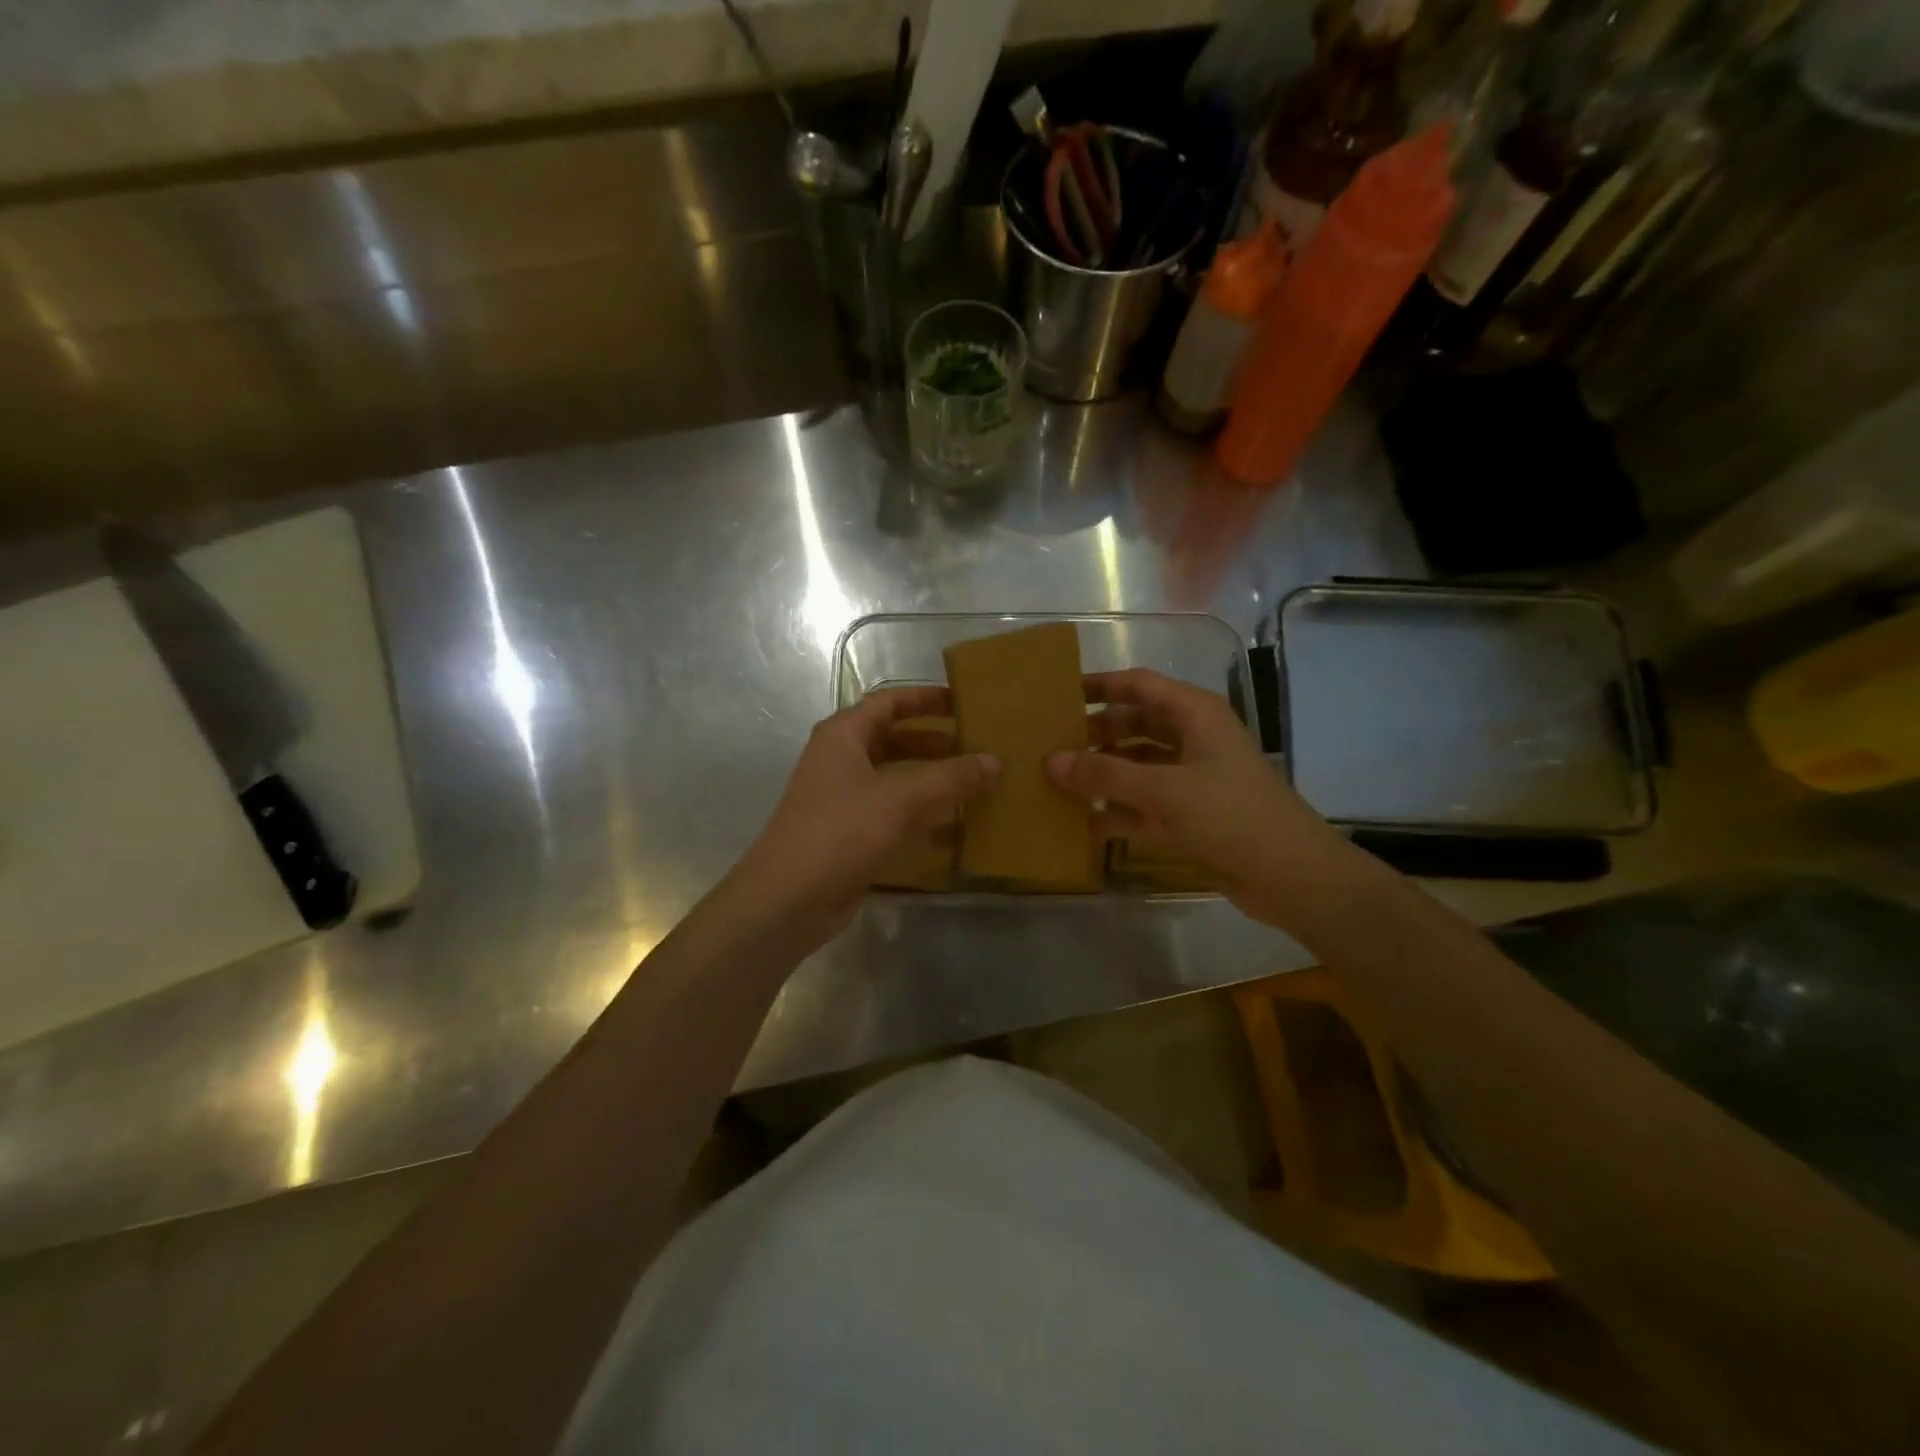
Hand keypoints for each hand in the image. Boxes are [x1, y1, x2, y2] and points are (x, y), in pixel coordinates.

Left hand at [729, 687, 997, 945]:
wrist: (789, 897)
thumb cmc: (844, 831)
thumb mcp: (903, 798)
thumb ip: (951, 777)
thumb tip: (994, 760)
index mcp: (844, 735)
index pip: (889, 702)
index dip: (926, 699)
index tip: (963, 703)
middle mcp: (840, 760)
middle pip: (893, 739)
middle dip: (933, 742)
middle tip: (974, 747)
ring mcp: (842, 799)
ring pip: (893, 779)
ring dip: (930, 781)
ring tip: (972, 785)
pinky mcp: (848, 834)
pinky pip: (891, 814)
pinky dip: (920, 816)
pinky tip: (954, 830)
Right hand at [1046, 669, 1354, 928]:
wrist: (1293, 875)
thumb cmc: (1231, 816)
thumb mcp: (1164, 790)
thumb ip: (1105, 775)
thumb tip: (1050, 761)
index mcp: (1195, 714)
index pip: (1139, 685)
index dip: (1100, 685)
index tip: (1059, 694)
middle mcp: (1194, 739)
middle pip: (1136, 725)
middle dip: (1096, 734)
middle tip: (1051, 745)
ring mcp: (1194, 778)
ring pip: (1138, 766)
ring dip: (1104, 774)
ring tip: (1058, 783)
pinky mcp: (1193, 815)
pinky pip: (1146, 804)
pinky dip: (1119, 812)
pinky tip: (1085, 825)